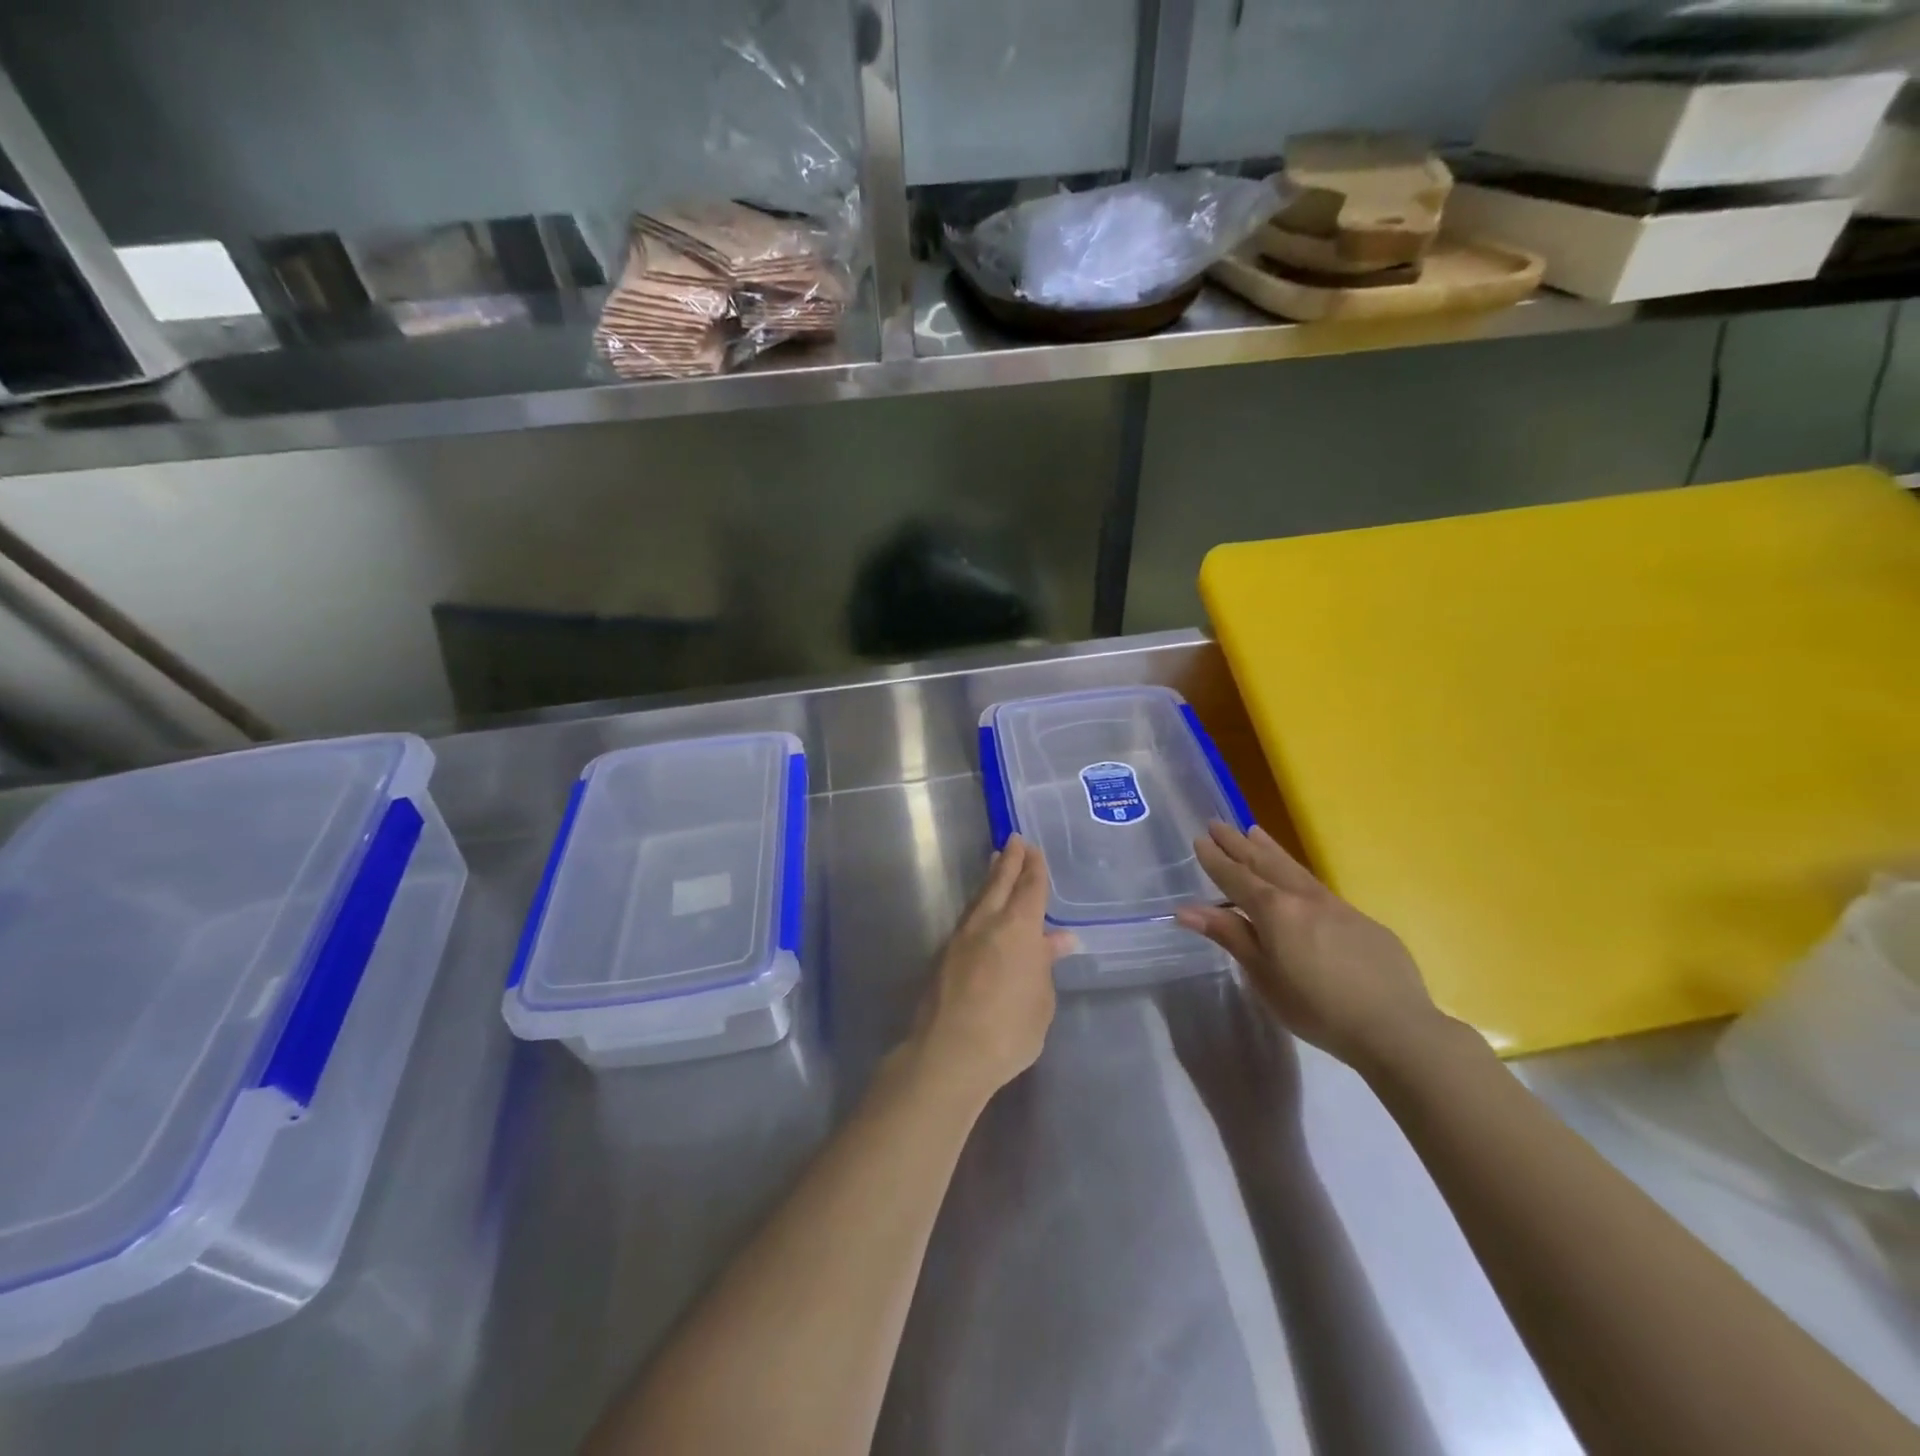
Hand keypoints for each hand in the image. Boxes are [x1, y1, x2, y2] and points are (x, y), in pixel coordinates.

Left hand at [911, 834, 1072, 1102]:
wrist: (950, 1053)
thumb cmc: (1010, 1030)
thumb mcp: (1041, 1000)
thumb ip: (1045, 965)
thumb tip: (1056, 940)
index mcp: (1018, 929)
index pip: (1030, 889)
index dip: (1034, 868)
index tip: (1033, 849)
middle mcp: (988, 924)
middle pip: (999, 883)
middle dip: (1009, 861)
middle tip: (1013, 840)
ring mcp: (961, 938)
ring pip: (979, 899)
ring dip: (990, 880)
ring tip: (995, 865)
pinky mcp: (944, 957)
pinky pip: (967, 920)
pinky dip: (979, 907)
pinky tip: (981, 913)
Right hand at [1175, 821, 1450, 1070]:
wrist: (1395, 1026)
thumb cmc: (1316, 1008)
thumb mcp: (1264, 976)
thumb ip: (1230, 936)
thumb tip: (1187, 909)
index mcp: (1274, 911)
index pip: (1236, 878)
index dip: (1216, 860)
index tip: (1200, 840)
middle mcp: (1303, 898)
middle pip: (1264, 863)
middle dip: (1238, 844)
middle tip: (1217, 824)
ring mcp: (1336, 906)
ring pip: (1294, 868)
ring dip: (1269, 849)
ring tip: (1254, 831)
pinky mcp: (1361, 920)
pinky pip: (1318, 885)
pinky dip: (1296, 871)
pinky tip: (1296, 878)